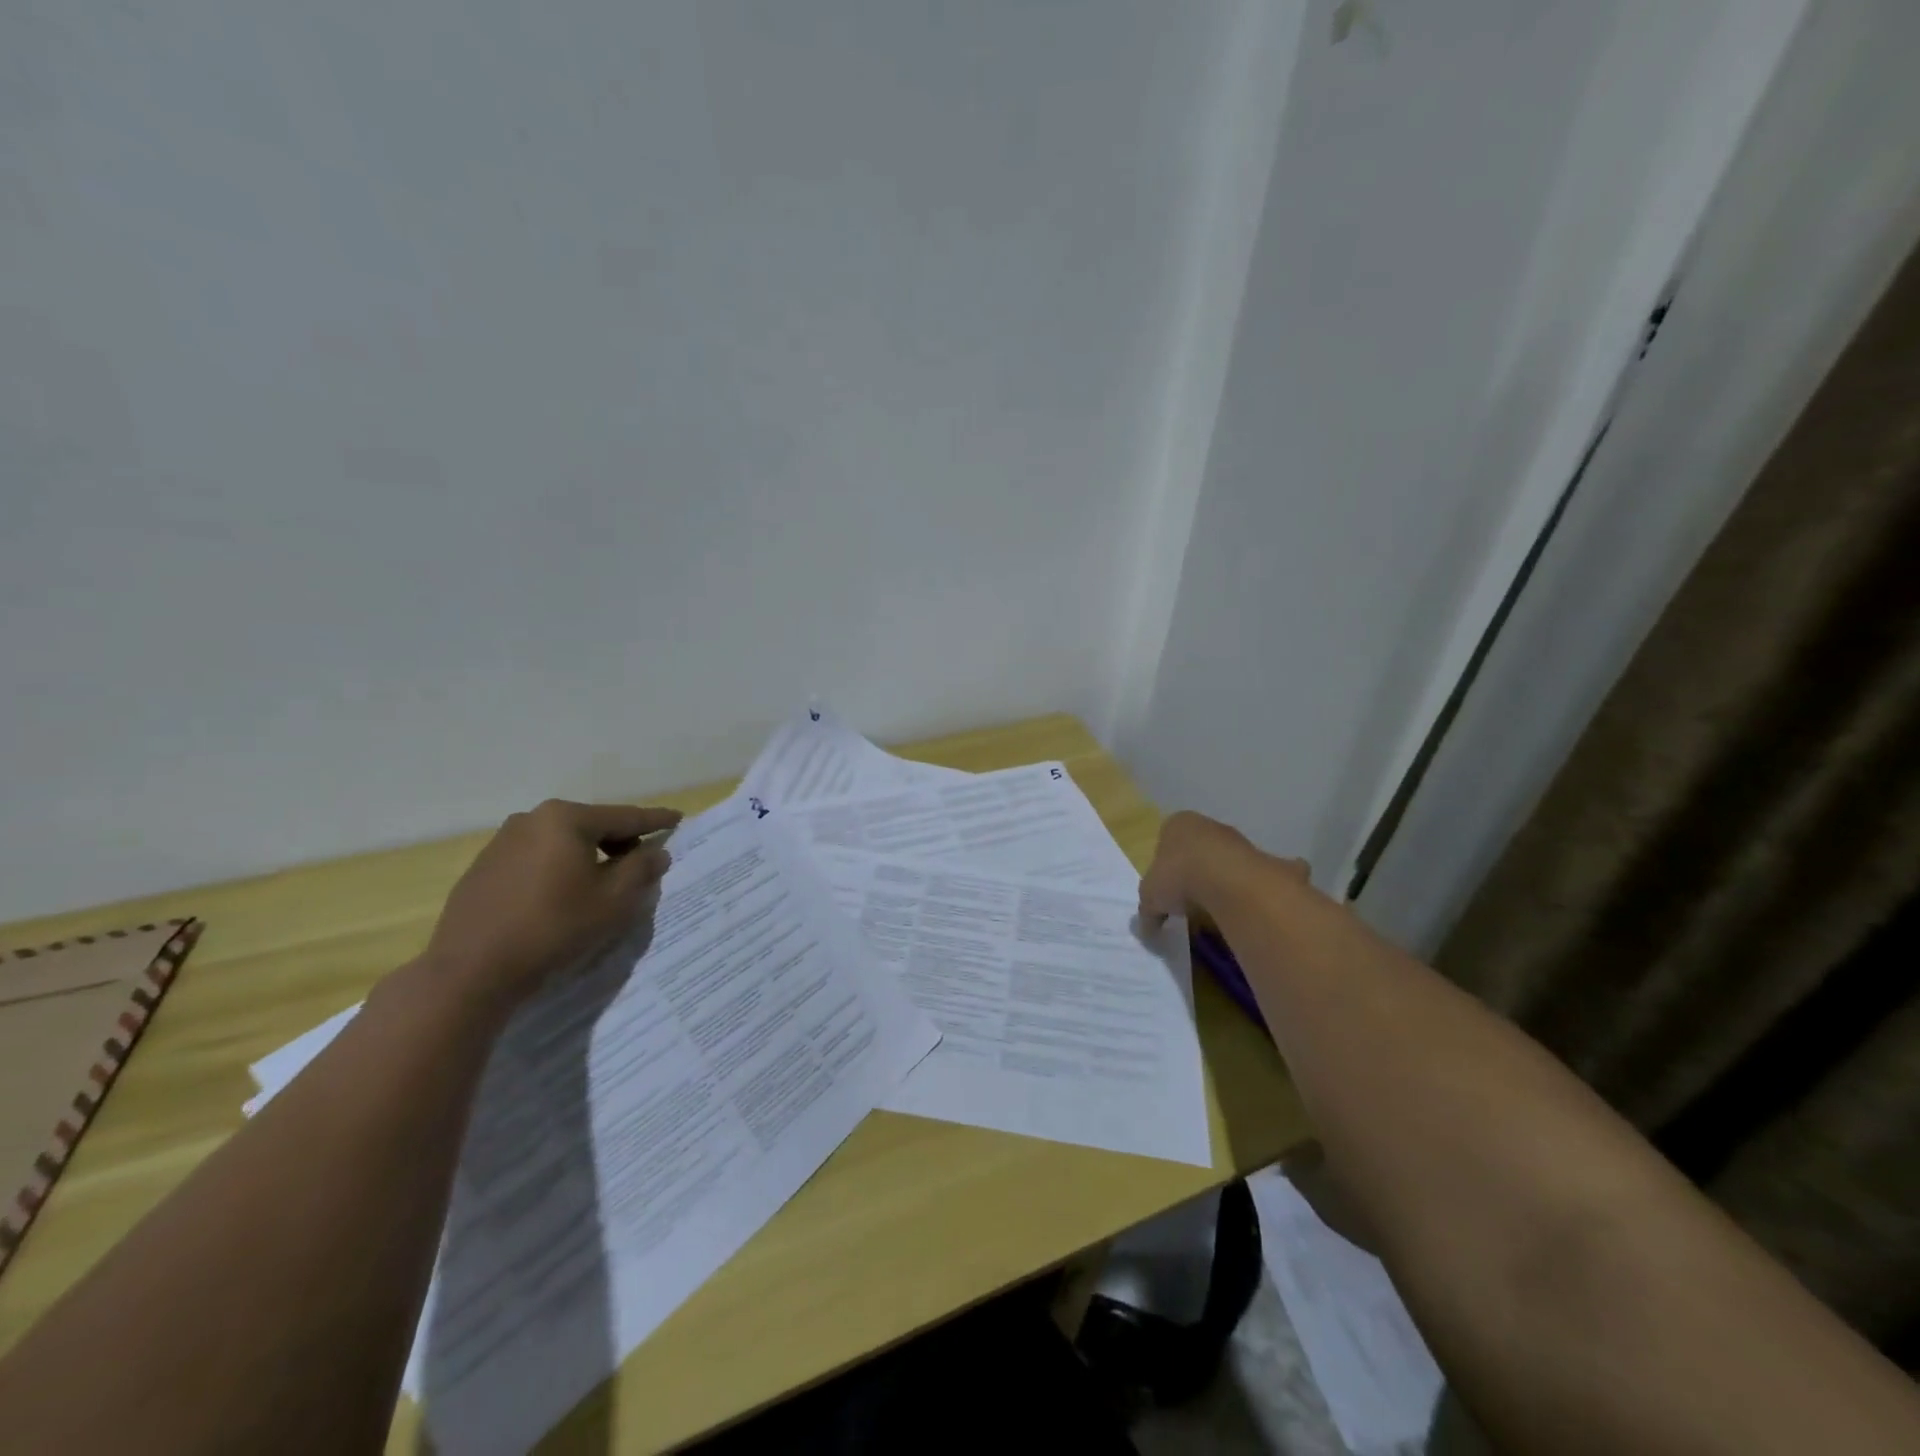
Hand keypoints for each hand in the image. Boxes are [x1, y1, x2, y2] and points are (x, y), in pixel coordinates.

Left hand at [424, 799, 680, 1011]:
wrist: (471, 971)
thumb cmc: (555, 927)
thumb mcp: (615, 900)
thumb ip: (642, 869)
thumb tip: (656, 851)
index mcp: (566, 819)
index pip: (625, 817)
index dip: (655, 821)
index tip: (678, 818)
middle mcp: (532, 820)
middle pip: (591, 826)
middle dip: (619, 841)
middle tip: (640, 862)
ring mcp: (502, 843)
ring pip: (561, 843)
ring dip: (587, 857)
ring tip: (601, 884)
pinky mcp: (483, 869)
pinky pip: (535, 860)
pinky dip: (557, 870)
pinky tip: (561, 897)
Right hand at [1139, 809, 1305, 923]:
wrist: (1231, 882)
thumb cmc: (1180, 877)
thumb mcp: (1150, 897)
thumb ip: (1148, 910)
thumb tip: (1148, 928)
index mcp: (1178, 825)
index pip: (1167, 837)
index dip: (1164, 863)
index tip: (1165, 888)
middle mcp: (1211, 826)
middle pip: (1200, 847)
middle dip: (1196, 869)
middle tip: (1190, 900)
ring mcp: (1242, 843)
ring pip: (1231, 859)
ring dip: (1227, 877)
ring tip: (1219, 909)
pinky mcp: (1268, 862)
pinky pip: (1264, 875)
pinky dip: (1264, 888)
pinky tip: (1258, 906)